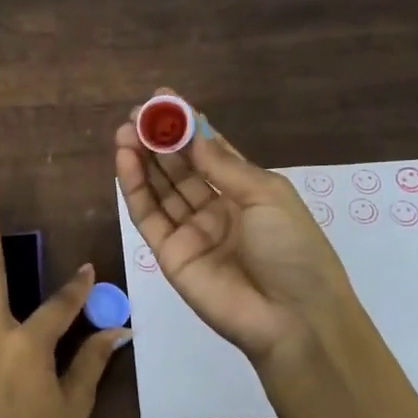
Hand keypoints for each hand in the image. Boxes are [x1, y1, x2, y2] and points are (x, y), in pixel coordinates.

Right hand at [116, 90, 417, 417]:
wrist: (292, 318)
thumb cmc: (293, 249)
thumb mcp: (266, 195)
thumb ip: (223, 165)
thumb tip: (193, 132)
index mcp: (248, 193)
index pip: (211, 153)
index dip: (188, 127)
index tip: (164, 99)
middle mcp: (217, 209)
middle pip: (181, 169)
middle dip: (159, 140)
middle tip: (137, 113)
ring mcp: (191, 233)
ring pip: (161, 190)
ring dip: (142, 159)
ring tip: (124, 131)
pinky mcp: (169, 255)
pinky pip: (148, 217)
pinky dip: (136, 188)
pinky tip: (126, 160)